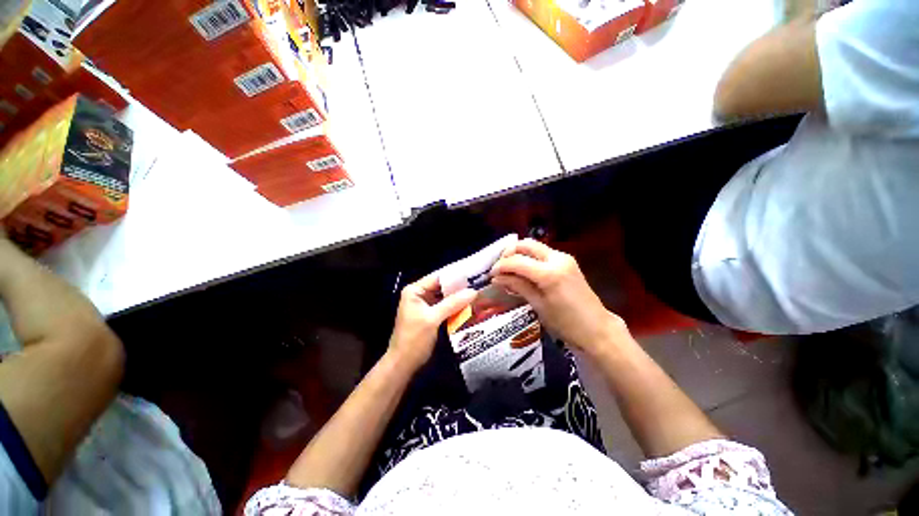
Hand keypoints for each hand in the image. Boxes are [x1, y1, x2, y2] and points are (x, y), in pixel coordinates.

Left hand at [387, 272, 476, 371]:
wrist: (403, 364)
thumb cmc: (414, 339)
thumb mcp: (433, 319)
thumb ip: (452, 303)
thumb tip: (473, 291)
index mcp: (415, 290)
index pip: (438, 277)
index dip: (455, 275)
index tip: (474, 273)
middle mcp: (419, 294)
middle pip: (442, 287)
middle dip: (459, 287)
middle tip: (479, 283)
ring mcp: (425, 305)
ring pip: (445, 297)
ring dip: (459, 297)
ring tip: (478, 292)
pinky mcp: (430, 316)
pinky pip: (445, 307)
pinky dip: (455, 307)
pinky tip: (469, 305)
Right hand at [490, 239, 625, 354]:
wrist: (597, 328)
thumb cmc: (565, 323)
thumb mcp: (538, 305)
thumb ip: (518, 286)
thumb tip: (497, 278)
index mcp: (550, 273)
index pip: (517, 261)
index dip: (501, 266)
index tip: (491, 274)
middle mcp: (557, 258)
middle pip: (526, 244)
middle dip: (509, 253)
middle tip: (499, 267)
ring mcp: (564, 258)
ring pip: (534, 246)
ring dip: (519, 254)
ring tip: (509, 269)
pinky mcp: (567, 261)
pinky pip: (543, 253)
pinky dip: (530, 257)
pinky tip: (523, 270)